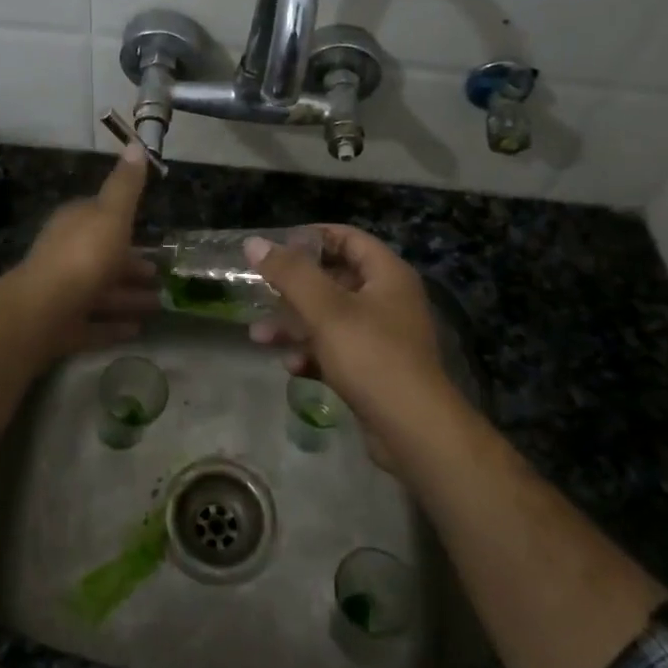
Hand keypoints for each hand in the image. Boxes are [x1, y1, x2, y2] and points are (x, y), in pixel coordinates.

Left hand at [13, 142, 158, 356]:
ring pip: (101, 291)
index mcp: (74, 225)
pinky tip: (137, 331)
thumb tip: (135, 144)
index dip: (123, 222)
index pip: (99, 216)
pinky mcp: (62, 326)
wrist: (43, 311)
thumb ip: (126, 185)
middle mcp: (66, 255)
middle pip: (103, 257)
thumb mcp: (111, 214)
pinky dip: (114, 326)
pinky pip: (94, 324)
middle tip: (161, 275)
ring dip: (128, 297)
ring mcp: (63, 292)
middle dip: (131, 265)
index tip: (150, 231)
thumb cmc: (83, 256)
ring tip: (159, 305)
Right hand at [244, 226, 456, 463]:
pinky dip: (312, 353)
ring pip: (329, 318)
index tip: (274, 247)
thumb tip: (254, 243)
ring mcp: (382, 336)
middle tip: (259, 292)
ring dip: (294, 325)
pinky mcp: (373, 369)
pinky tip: (291, 366)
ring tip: (259, 337)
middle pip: (334, 279)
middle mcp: (388, 299)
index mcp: (387, 275)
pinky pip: (336, 350)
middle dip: (293, 289)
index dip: (311, 237)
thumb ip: (290, 273)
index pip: (348, 238)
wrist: (413, 430)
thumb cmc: (371, 357)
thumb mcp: (326, 310)